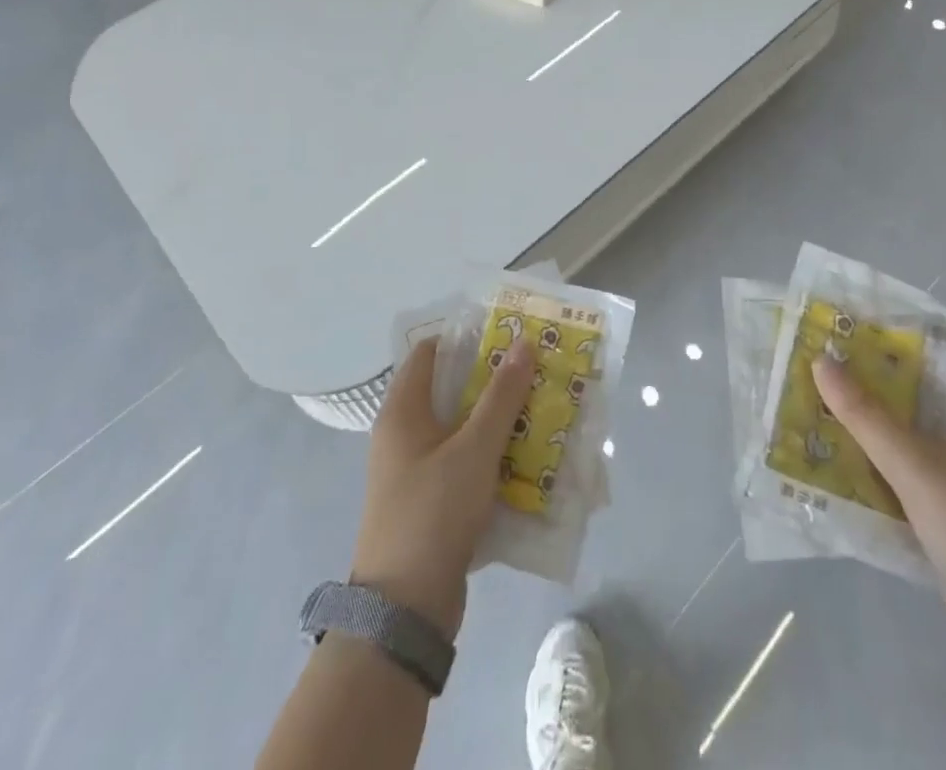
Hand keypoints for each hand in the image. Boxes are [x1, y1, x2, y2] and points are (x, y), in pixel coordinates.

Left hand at [350, 336, 534, 639]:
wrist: (405, 612)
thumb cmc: (433, 513)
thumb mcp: (474, 449)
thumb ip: (502, 396)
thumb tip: (523, 343)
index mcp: (403, 412)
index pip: (430, 352)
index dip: (467, 337)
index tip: (508, 332)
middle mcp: (405, 435)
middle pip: (451, 390)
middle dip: (494, 379)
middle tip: (536, 368)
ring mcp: (417, 471)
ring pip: (463, 429)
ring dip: (499, 418)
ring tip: (542, 405)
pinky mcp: (433, 502)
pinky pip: (466, 463)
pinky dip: (493, 454)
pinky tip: (529, 455)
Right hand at [813, 357, 945, 671]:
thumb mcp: (919, 469)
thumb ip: (866, 416)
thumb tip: (820, 361)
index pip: (933, 360)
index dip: (886, 343)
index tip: (837, 333)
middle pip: (917, 398)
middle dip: (867, 386)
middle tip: (813, 367)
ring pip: (910, 437)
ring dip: (868, 428)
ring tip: (812, 404)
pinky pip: (910, 472)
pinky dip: (878, 464)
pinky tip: (835, 457)